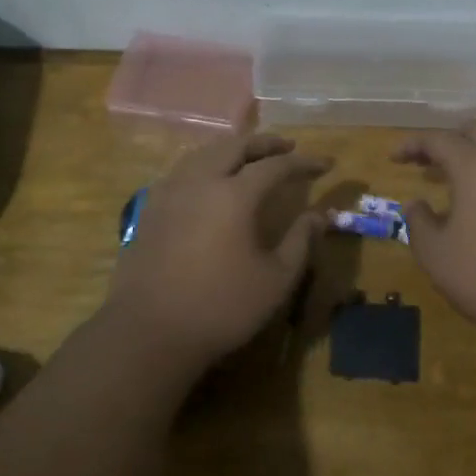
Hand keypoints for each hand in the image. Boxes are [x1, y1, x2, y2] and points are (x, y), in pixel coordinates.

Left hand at [105, 134, 328, 367]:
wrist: (149, 332)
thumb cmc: (220, 307)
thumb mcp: (275, 280)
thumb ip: (300, 242)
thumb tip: (319, 216)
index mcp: (234, 195)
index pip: (276, 166)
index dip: (303, 162)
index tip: (325, 163)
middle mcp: (200, 181)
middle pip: (235, 146)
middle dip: (265, 143)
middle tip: (287, 147)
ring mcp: (170, 192)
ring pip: (204, 153)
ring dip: (232, 149)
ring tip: (250, 157)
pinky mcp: (150, 209)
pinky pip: (183, 171)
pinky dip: (205, 164)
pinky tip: (209, 180)